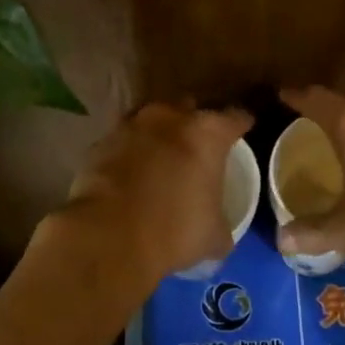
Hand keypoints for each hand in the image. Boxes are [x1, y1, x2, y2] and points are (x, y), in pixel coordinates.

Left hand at [60, 103, 253, 282]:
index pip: (235, 117)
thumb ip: (221, 224)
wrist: (109, 235)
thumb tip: (221, 236)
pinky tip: (132, 170)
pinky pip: (124, 140)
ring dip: (159, 132)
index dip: (241, 123)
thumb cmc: (175, 230)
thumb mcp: (213, 236)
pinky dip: (130, 150)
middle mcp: (171, 117)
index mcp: (207, 133)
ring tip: (163, 154)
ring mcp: (132, 125)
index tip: (243, 129)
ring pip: (152, 119)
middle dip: (195, 121)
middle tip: (199, 144)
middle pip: (190, 107)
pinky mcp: (101, 142)